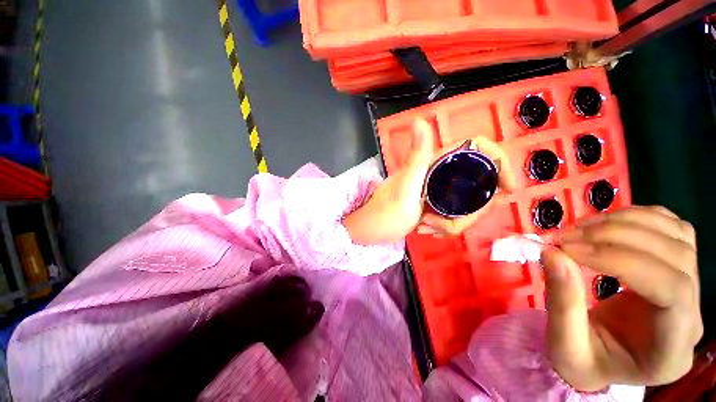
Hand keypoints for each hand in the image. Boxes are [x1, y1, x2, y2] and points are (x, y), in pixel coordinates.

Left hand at [344, 118, 515, 244]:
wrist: (373, 230)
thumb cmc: (386, 213)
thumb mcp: (404, 188)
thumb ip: (416, 158)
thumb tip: (419, 120)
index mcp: (436, 163)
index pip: (479, 148)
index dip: (499, 161)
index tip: (507, 189)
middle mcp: (442, 173)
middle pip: (479, 186)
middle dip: (468, 213)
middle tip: (438, 224)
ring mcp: (441, 190)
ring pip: (468, 206)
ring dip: (451, 224)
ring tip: (424, 226)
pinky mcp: (438, 204)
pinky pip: (457, 216)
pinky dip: (446, 227)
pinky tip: (426, 229)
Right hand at [542, 206, 701, 390]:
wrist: (602, 358)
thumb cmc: (584, 361)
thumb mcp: (565, 344)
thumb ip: (562, 302)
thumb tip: (552, 252)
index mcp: (671, 350)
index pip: (671, 292)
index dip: (621, 261)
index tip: (568, 250)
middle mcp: (693, 316)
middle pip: (676, 257)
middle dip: (617, 237)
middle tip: (566, 237)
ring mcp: (692, 289)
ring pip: (678, 235)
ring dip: (626, 222)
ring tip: (580, 229)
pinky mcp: (678, 268)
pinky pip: (672, 227)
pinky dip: (638, 216)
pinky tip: (606, 224)